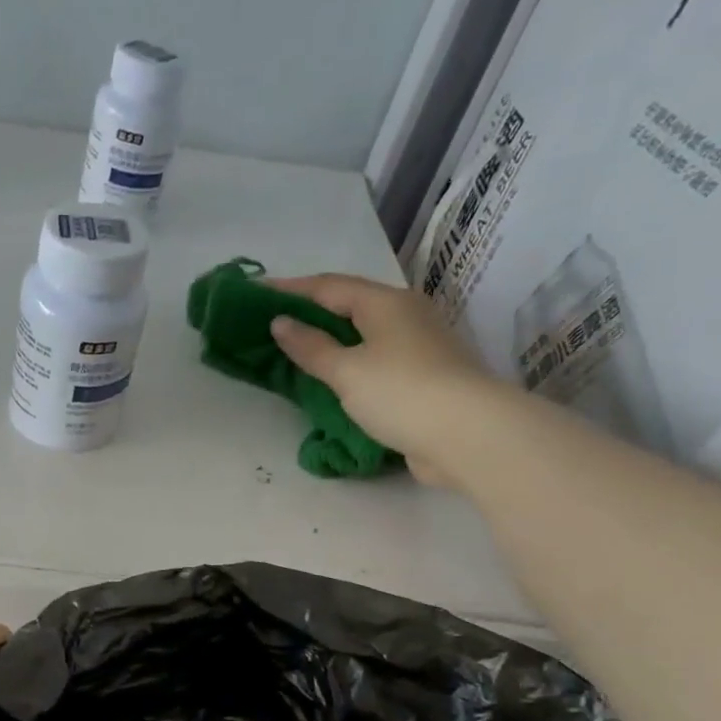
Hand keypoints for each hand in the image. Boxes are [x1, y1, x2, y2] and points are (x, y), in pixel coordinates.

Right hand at [267, 274, 505, 488]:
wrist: (467, 435)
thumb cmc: (400, 392)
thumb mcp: (346, 370)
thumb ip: (310, 347)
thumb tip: (280, 323)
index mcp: (385, 302)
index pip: (328, 286)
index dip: (289, 289)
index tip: (254, 292)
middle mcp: (405, 314)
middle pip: (349, 305)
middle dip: (309, 311)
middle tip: (271, 321)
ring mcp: (418, 345)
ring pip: (363, 332)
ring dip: (329, 337)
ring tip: (295, 347)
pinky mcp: (423, 375)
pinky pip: (374, 358)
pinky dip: (348, 360)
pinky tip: (331, 375)